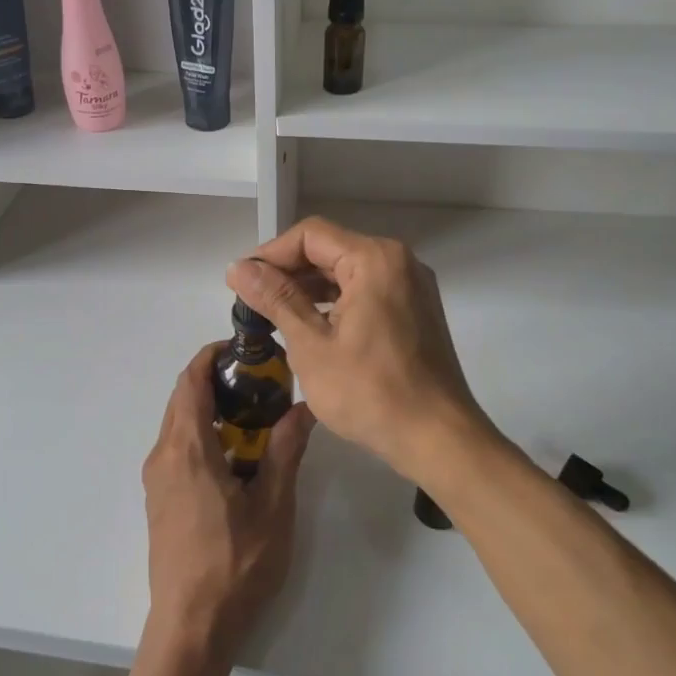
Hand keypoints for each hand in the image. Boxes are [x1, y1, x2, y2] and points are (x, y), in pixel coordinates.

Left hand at [141, 344, 314, 664]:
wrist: (191, 627)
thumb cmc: (235, 565)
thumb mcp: (273, 506)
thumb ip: (285, 450)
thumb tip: (304, 407)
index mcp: (187, 449)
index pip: (190, 381)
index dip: (212, 356)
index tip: (245, 350)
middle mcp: (163, 456)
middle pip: (182, 398)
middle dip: (216, 380)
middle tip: (261, 383)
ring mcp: (156, 480)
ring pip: (178, 424)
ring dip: (210, 409)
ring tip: (254, 417)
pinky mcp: (159, 500)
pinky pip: (177, 448)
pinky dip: (202, 434)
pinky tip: (235, 455)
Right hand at [226, 217, 492, 485]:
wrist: (437, 439)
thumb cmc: (370, 392)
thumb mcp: (311, 345)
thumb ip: (275, 299)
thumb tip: (238, 267)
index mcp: (375, 260)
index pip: (310, 236)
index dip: (269, 254)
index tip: (240, 282)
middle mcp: (399, 262)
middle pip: (330, 250)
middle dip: (287, 272)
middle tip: (251, 300)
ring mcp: (411, 287)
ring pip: (348, 272)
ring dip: (309, 288)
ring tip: (272, 315)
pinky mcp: (415, 311)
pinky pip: (366, 292)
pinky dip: (335, 303)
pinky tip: (309, 326)